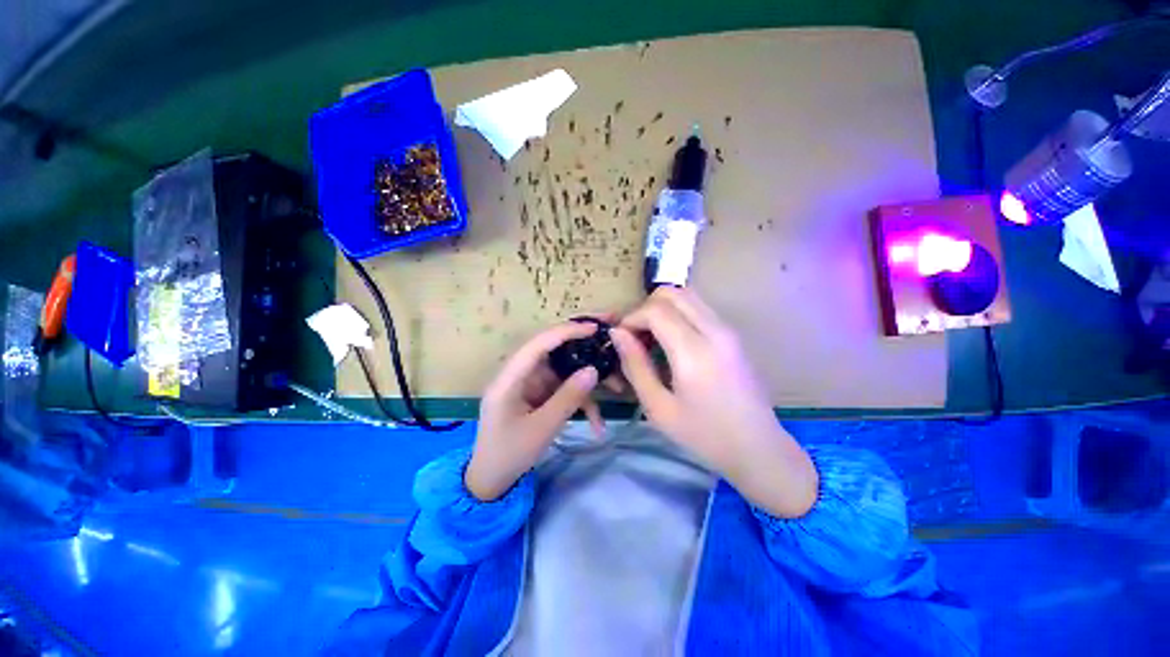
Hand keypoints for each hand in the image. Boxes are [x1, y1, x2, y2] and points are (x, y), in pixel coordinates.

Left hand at [466, 321, 604, 500]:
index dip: (566, 331)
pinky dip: (581, 401)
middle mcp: (520, 373)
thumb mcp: (542, 429)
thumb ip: (568, 398)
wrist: (491, 480)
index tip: (595, 328)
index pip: (539, 344)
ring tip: (618, 387)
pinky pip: (563, 389)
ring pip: (564, 370)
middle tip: (610, 331)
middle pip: (554, 348)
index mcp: (510, 377)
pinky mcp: (539, 393)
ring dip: (589, 379)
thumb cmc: (509, 454)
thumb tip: (593, 370)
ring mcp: (531, 383)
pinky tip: (597, 424)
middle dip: (583, 342)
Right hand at [612, 287, 817, 517]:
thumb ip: (635, 365)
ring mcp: (728, 329)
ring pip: (687, 295)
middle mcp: (715, 330)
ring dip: (662, 308)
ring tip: (651, 337)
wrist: (757, 448)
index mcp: (694, 352)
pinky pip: (699, 307)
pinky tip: (671, 341)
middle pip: (672, 293)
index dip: (631, 318)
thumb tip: (617, 333)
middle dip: (645, 308)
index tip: (621, 338)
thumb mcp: (658, 407)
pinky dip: (677, 313)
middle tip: (635, 336)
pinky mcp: (733, 334)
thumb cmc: (704, 435)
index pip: (655, 310)